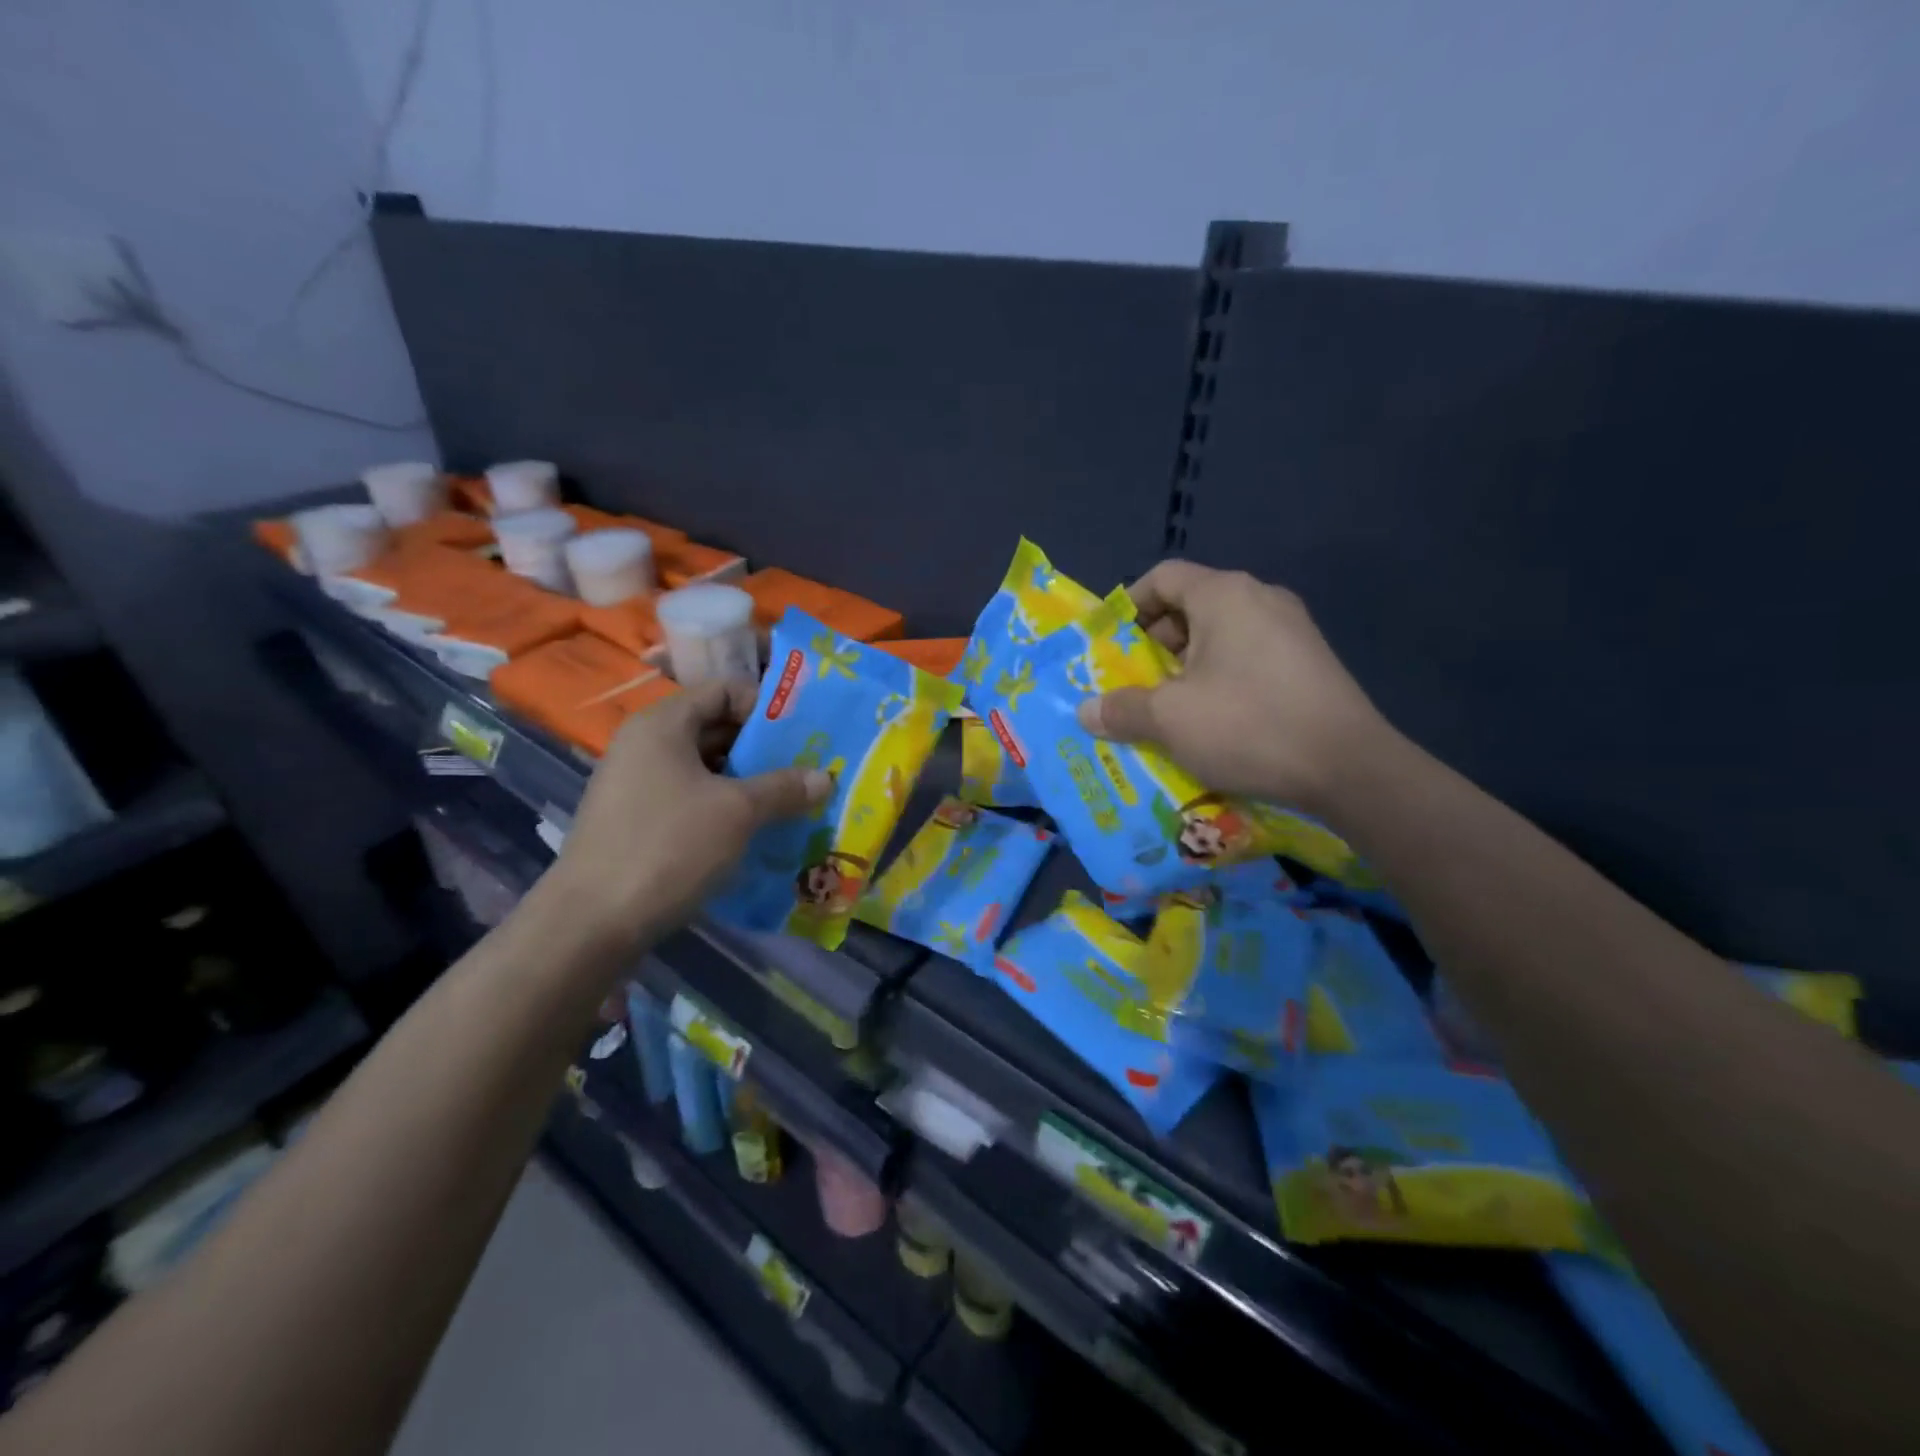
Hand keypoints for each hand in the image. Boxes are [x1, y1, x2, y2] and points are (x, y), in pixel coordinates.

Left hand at [546, 680, 829, 947]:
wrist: (592, 922)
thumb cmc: (668, 846)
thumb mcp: (738, 812)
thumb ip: (784, 788)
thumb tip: (825, 777)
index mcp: (663, 724)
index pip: (724, 689)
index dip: (767, 705)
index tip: (804, 733)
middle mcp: (645, 745)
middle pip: (716, 728)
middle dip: (764, 748)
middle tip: (807, 769)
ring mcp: (637, 784)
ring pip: (705, 768)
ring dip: (748, 781)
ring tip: (790, 801)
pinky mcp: (637, 820)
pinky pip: (691, 798)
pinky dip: (724, 807)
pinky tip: (754, 830)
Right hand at [1077, 561, 1392, 812]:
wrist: (1349, 767)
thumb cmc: (1247, 725)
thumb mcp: (1170, 719)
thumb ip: (1122, 708)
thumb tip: (1086, 710)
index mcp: (1223, 595)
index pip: (1162, 577)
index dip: (1129, 606)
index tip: (1109, 645)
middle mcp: (1260, 598)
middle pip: (1190, 607)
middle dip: (1154, 645)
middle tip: (1135, 684)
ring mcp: (1291, 629)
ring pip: (1220, 635)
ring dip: (1186, 667)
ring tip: (1169, 709)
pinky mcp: (1309, 661)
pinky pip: (1248, 656)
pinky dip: (1220, 678)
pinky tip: (1214, 720)